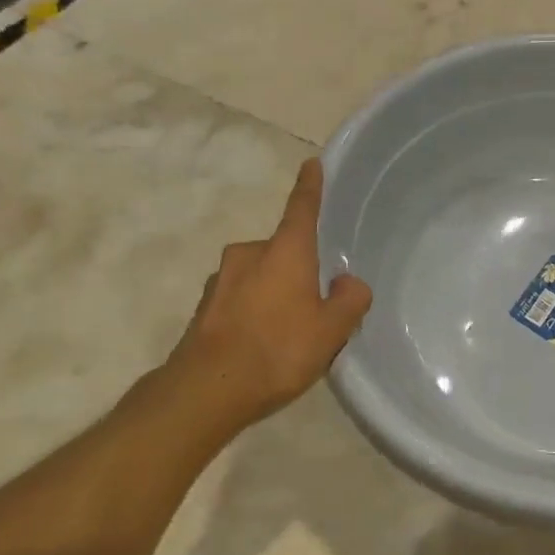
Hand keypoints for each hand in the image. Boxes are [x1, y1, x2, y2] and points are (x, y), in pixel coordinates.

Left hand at [164, 159, 372, 429]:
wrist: (206, 391)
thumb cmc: (278, 349)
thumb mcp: (331, 330)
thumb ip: (349, 300)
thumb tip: (349, 282)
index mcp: (284, 250)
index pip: (302, 207)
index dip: (310, 186)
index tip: (312, 163)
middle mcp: (249, 254)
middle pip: (282, 252)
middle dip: (297, 269)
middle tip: (315, 304)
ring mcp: (221, 280)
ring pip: (258, 278)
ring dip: (273, 293)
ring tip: (286, 334)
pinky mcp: (204, 308)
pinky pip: (239, 300)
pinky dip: (252, 313)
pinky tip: (260, 346)